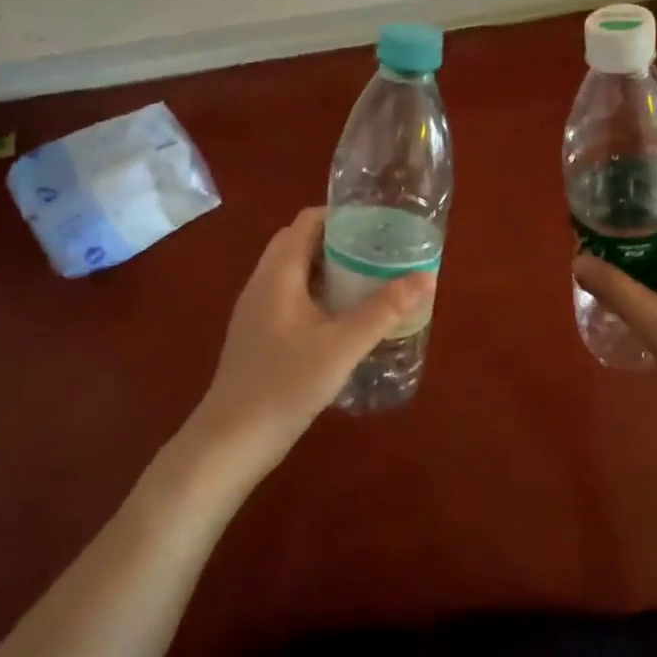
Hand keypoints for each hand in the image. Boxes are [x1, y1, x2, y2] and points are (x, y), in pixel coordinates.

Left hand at [184, 207, 434, 476]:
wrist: (231, 441)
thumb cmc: (285, 384)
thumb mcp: (342, 346)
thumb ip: (383, 310)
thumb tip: (425, 276)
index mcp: (278, 273)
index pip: (307, 221)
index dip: (342, 215)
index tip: (378, 224)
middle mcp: (262, 283)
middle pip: (300, 243)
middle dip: (339, 241)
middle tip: (378, 252)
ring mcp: (256, 310)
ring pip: (295, 272)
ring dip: (328, 269)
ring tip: (369, 280)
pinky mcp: (258, 335)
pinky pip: (290, 297)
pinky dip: (317, 294)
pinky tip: (343, 319)